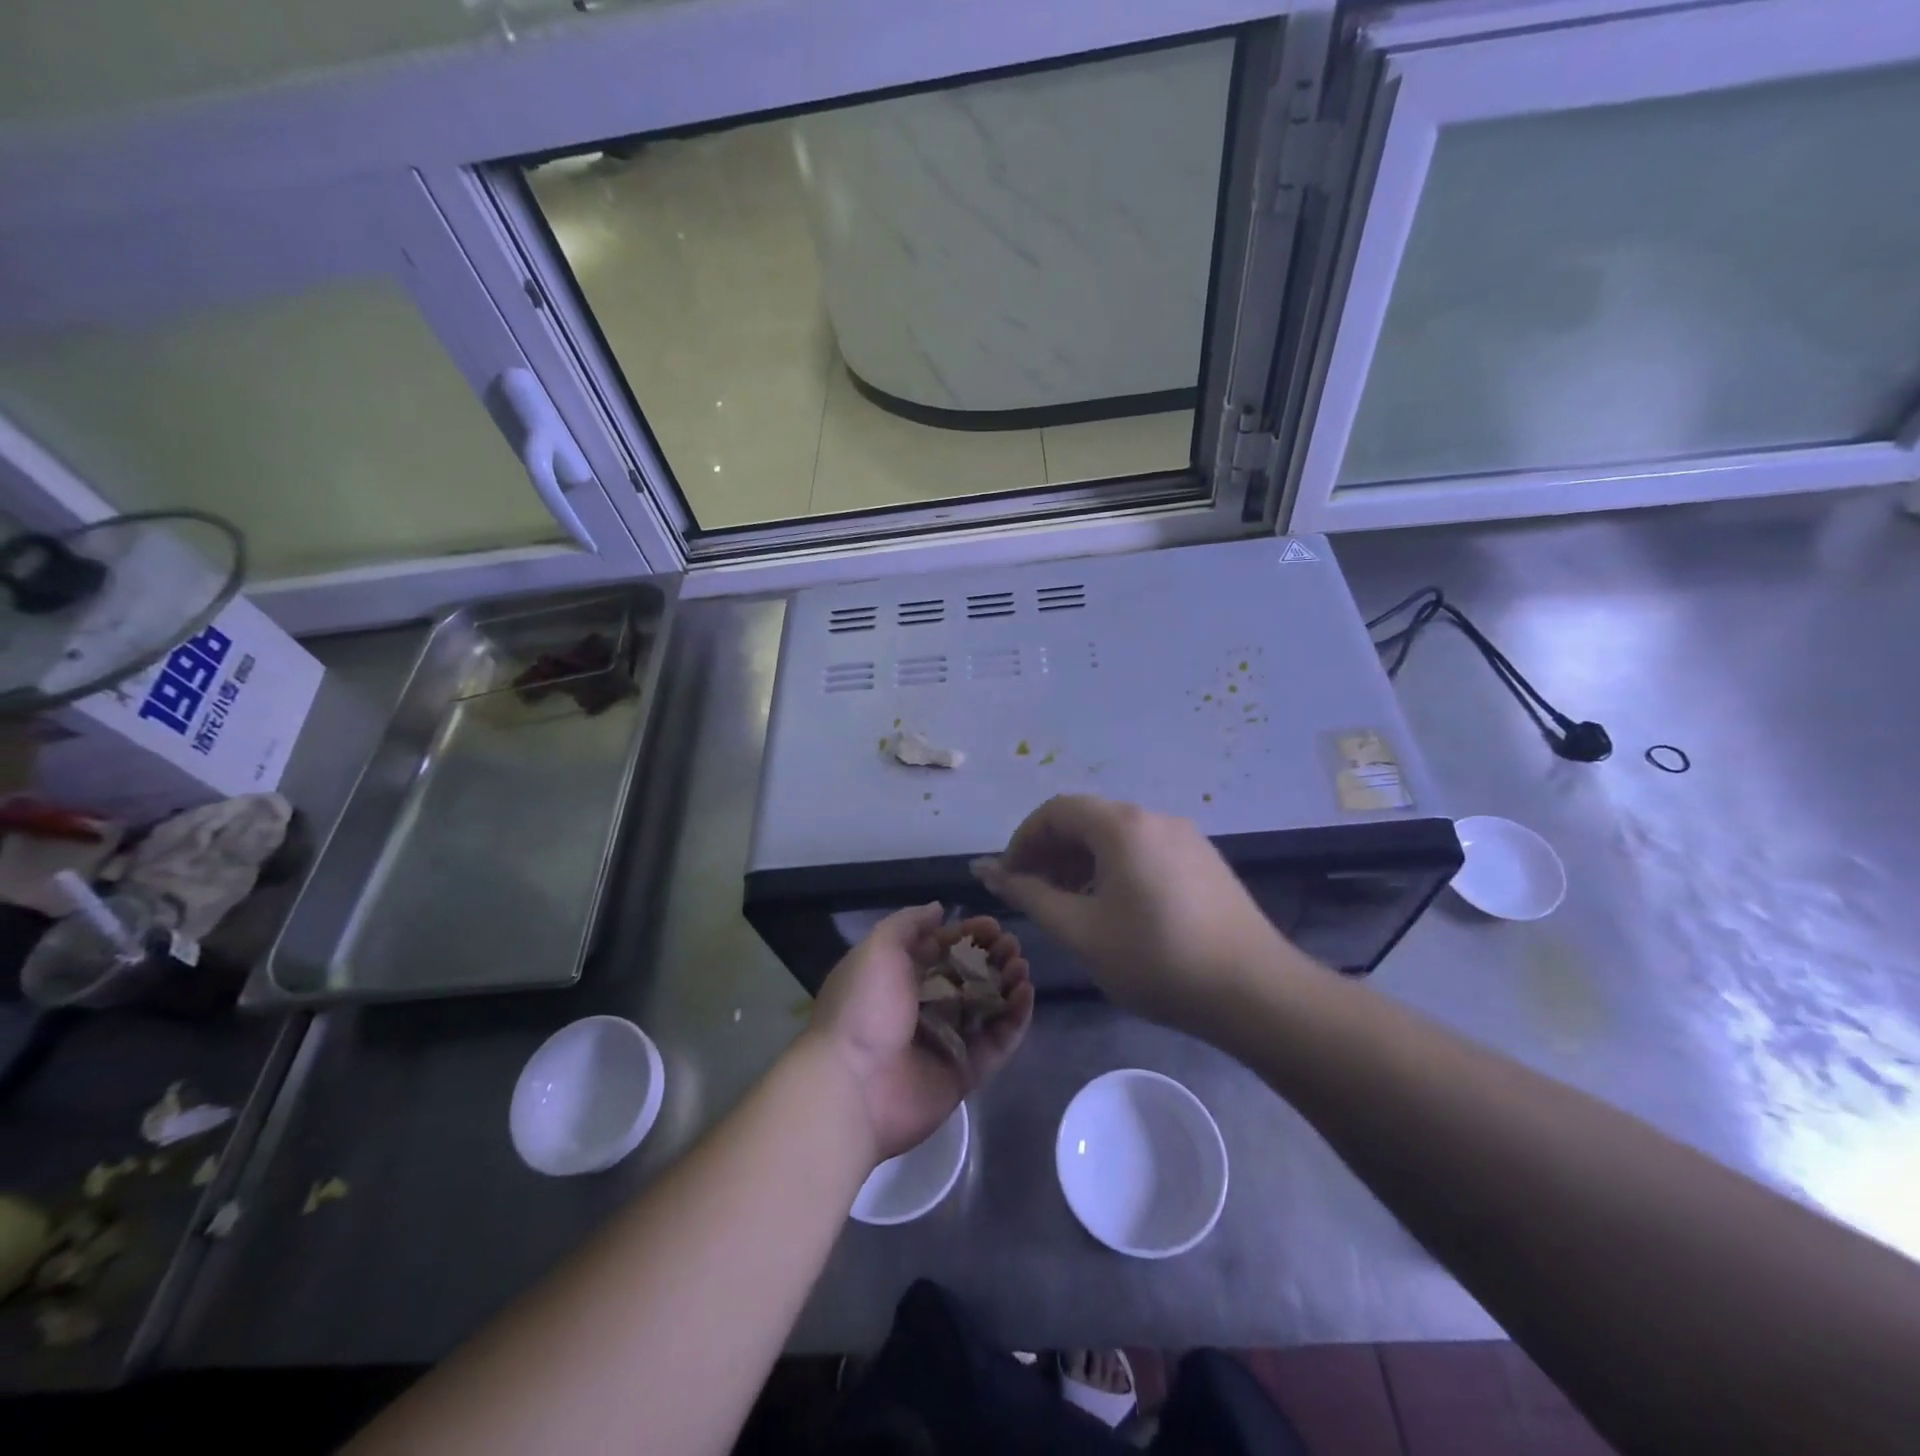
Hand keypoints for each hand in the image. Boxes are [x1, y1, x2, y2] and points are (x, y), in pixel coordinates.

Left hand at [807, 903, 1033, 1162]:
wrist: (851, 1086)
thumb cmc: (863, 1008)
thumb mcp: (878, 949)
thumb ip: (908, 925)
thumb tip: (939, 909)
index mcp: (899, 977)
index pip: (941, 949)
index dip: (968, 935)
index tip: (993, 926)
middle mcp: (923, 1006)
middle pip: (967, 976)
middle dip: (992, 957)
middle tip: (1012, 946)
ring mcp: (945, 1041)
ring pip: (985, 1007)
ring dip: (1007, 984)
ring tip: (1021, 967)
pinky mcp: (963, 1072)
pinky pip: (995, 1043)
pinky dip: (1014, 1020)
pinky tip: (1026, 995)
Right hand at [972, 795, 1295, 1032]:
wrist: (1256, 993)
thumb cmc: (1157, 960)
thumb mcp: (1081, 931)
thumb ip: (1029, 895)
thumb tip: (985, 870)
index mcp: (1122, 825)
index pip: (1056, 811)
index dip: (1023, 840)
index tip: (1010, 880)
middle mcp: (1155, 818)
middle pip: (1087, 819)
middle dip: (1051, 852)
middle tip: (1035, 896)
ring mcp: (1185, 838)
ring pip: (1116, 837)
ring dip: (1082, 862)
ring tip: (1071, 907)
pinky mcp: (1204, 861)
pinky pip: (1144, 851)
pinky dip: (1114, 869)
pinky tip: (1115, 911)